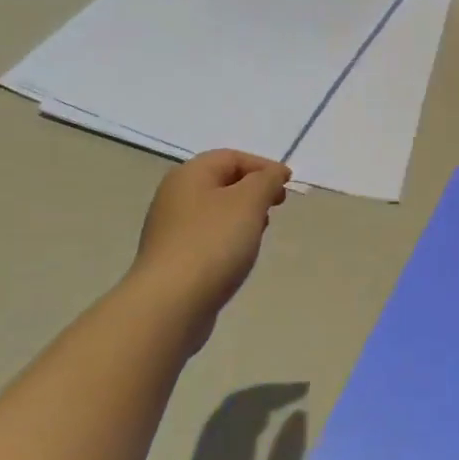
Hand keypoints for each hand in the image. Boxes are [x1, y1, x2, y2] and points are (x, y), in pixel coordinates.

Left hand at [131, 150, 291, 331]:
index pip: (231, 157)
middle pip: (221, 182)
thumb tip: (272, 174)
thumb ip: (265, 181)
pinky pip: (206, 236)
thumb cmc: (212, 243)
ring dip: (241, 215)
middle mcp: (174, 195)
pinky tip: (238, 256)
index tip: (288, 185)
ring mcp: (169, 228)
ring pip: (214, 211)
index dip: (263, 166)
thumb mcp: (248, 203)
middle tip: (276, 207)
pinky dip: (227, 238)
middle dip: (253, 190)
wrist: (170, 302)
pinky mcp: (172, 257)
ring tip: (260, 232)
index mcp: (189, 174)